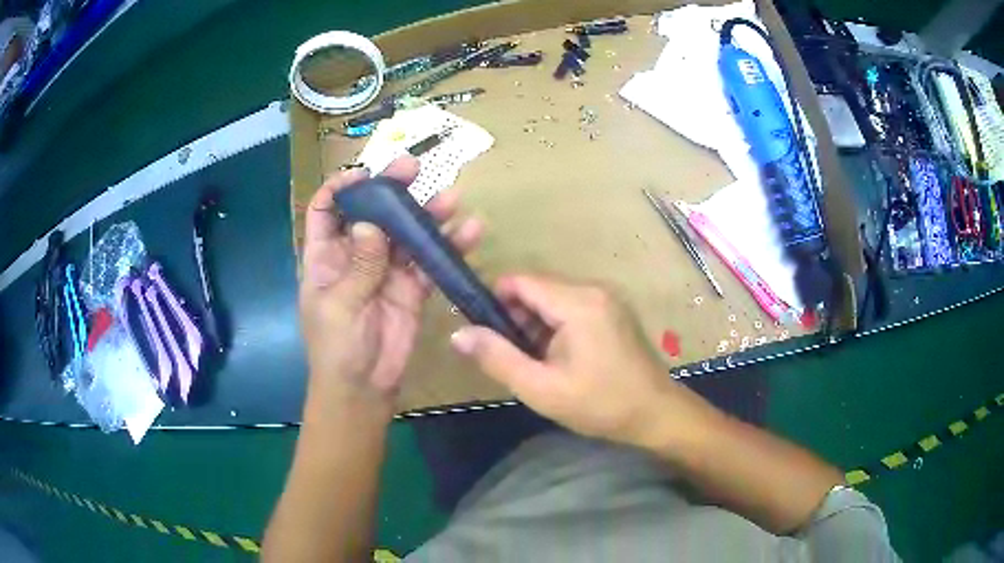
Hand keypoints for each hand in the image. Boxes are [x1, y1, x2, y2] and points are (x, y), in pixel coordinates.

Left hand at [300, 157, 481, 405]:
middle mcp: (356, 255)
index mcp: (325, 256)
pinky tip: (469, 232)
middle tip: (414, 167)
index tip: (364, 174)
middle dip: (391, 189)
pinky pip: (429, 261)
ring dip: (427, 214)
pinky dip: (448, 247)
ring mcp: (386, 270)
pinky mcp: (412, 287)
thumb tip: (370, 223)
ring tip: (452, 198)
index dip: (340, 188)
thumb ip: (358, 265)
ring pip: (406, 233)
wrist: (364, 387)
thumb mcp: (339, 305)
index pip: (326, 210)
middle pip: (372, 213)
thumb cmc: (337, 347)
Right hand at [450, 275, 717, 446]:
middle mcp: (593, 288)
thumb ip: (497, 358)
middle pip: (536, 288)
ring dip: (535, 325)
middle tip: (510, 358)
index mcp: (578, 301)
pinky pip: (571, 307)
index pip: (520, 281)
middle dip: (515, 318)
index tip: (482, 333)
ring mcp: (607, 298)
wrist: (657, 414)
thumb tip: (458, 334)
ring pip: (553, 299)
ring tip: (535, 363)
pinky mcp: (613, 310)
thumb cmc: (601, 405)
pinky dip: (555, 327)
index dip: (493, 301)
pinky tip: (557, 359)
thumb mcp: (541, 388)